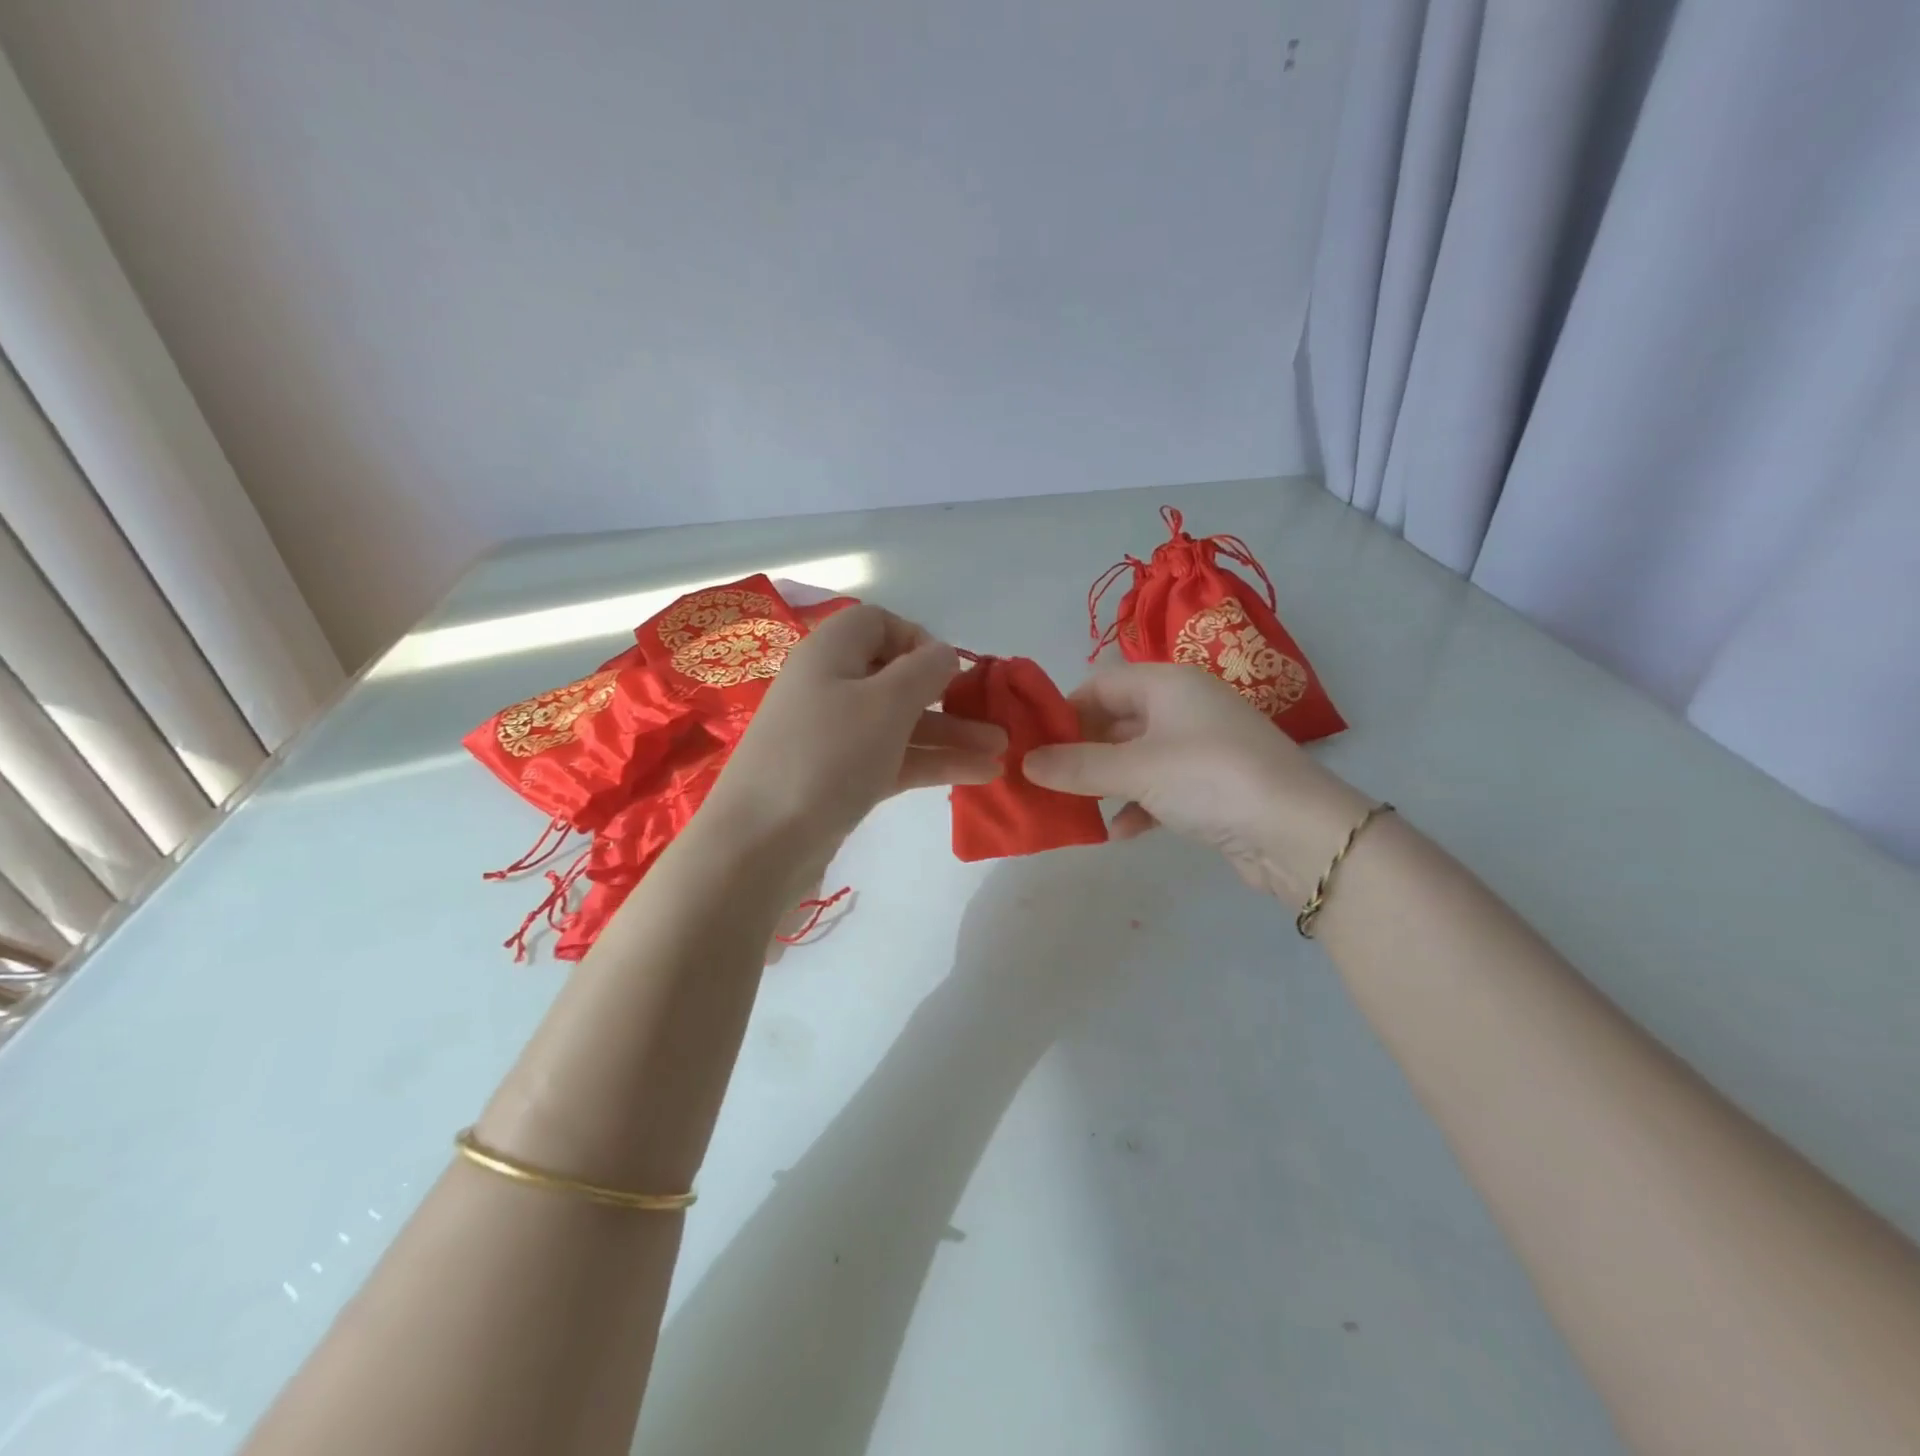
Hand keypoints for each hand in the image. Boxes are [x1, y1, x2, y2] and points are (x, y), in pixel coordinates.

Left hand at [703, 604, 1005, 852]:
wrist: (761, 843)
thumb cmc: (827, 756)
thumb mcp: (885, 703)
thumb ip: (924, 670)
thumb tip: (944, 653)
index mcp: (831, 653)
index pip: (878, 623)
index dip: (919, 639)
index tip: (950, 670)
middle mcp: (830, 687)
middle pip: (896, 678)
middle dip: (948, 696)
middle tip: (994, 718)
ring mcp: (833, 736)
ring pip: (900, 723)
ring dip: (950, 734)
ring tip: (1001, 752)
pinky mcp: (840, 778)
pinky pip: (892, 758)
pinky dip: (931, 763)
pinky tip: (978, 775)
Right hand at [1023, 663, 1369, 901]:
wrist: (1297, 832)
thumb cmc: (1210, 778)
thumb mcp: (1136, 769)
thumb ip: (1077, 766)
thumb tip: (1024, 762)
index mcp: (1169, 684)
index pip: (1102, 683)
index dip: (1065, 709)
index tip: (1033, 741)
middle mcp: (1185, 708)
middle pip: (1117, 720)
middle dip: (1081, 750)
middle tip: (1043, 777)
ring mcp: (1200, 748)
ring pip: (1136, 757)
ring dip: (1105, 781)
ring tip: (1071, 805)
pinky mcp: (1211, 787)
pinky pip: (1160, 787)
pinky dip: (1137, 806)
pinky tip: (1120, 832)